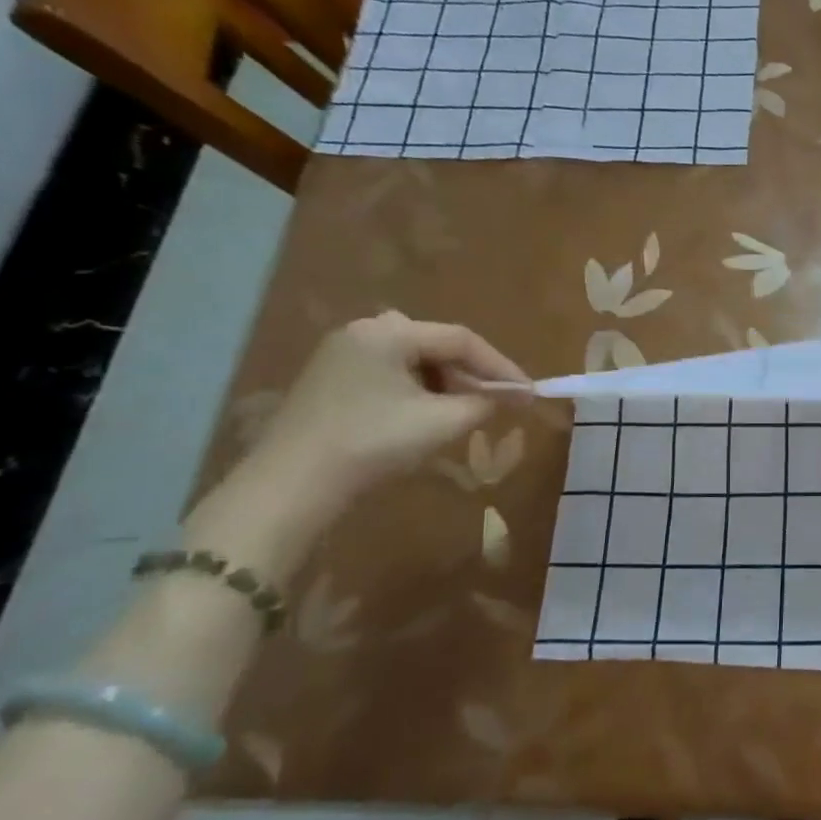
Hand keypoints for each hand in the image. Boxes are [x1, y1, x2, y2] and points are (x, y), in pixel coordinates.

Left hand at [243, 313, 529, 514]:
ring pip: (414, 361)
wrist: (291, 486)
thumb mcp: (442, 422)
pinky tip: (428, 417)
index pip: (462, 339)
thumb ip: (486, 402)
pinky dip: (419, 391)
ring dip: (447, 384)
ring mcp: (341, 356)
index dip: (501, 366)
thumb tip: (516, 395)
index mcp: (388, 333)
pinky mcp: (330, 381)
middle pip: (436, 346)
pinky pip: (390, 375)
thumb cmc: (373, 443)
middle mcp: (362, 332)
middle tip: (499, 403)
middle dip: (473, 375)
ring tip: (466, 413)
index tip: (529, 393)